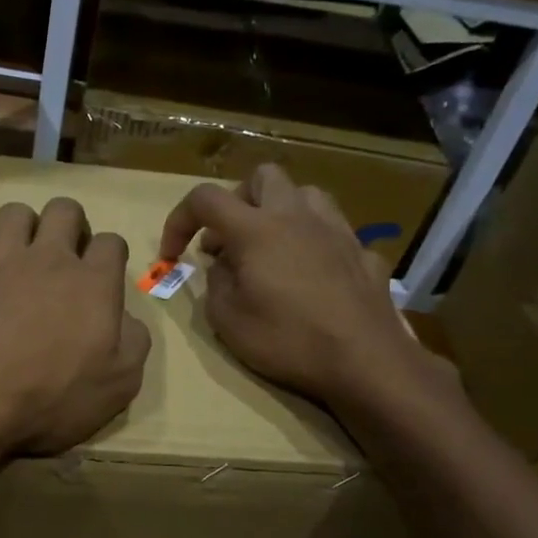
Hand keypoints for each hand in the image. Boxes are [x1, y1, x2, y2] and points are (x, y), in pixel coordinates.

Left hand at [0, 197, 150, 454]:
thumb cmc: (51, 396)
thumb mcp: (118, 385)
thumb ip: (133, 343)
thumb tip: (127, 320)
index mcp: (92, 283)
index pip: (111, 243)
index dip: (111, 255)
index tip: (104, 276)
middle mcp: (48, 259)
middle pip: (64, 210)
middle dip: (70, 224)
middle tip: (66, 255)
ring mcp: (0, 261)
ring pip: (15, 213)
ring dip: (24, 228)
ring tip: (22, 256)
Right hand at [158, 165, 446, 421]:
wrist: (364, 359)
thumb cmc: (287, 340)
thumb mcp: (227, 320)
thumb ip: (216, 283)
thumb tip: (224, 267)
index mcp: (256, 229)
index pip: (205, 199)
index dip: (179, 220)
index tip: (172, 255)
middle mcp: (297, 216)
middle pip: (262, 177)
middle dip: (237, 201)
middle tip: (227, 241)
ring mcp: (337, 230)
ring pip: (305, 194)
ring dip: (280, 213)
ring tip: (270, 250)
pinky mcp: (363, 252)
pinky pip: (333, 232)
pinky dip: (313, 243)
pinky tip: (312, 275)